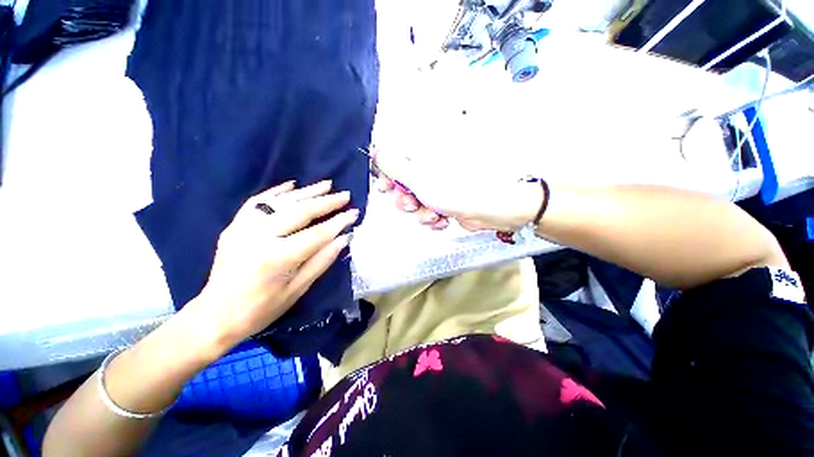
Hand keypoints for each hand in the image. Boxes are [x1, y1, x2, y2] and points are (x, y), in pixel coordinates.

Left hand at [192, 180, 358, 348]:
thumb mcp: (298, 289)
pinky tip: (293, 185)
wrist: (215, 315)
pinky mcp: (234, 226)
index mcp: (276, 258)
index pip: (316, 234)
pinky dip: (277, 192)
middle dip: (326, 202)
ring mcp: (243, 228)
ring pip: (281, 202)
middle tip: (345, 195)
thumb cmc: (262, 309)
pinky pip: (257, 202)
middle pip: (299, 212)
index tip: (354, 212)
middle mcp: (258, 237)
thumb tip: (344, 238)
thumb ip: (322, 260)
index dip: (338, 222)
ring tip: (327, 184)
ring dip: (306, 192)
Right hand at [374, 151, 543, 231]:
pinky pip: (427, 211)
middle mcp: (430, 170)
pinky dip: (432, 218)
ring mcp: (437, 186)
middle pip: (403, 185)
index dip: (387, 175)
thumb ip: (396, 167)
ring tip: (433, 214)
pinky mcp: (444, 202)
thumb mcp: (421, 179)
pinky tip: (442, 219)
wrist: (491, 210)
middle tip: (412, 204)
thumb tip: (377, 153)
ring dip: (420, 213)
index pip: (396, 161)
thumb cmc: (459, 191)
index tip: (386, 187)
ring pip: (414, 202)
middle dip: (405, 200)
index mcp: (424, 157)